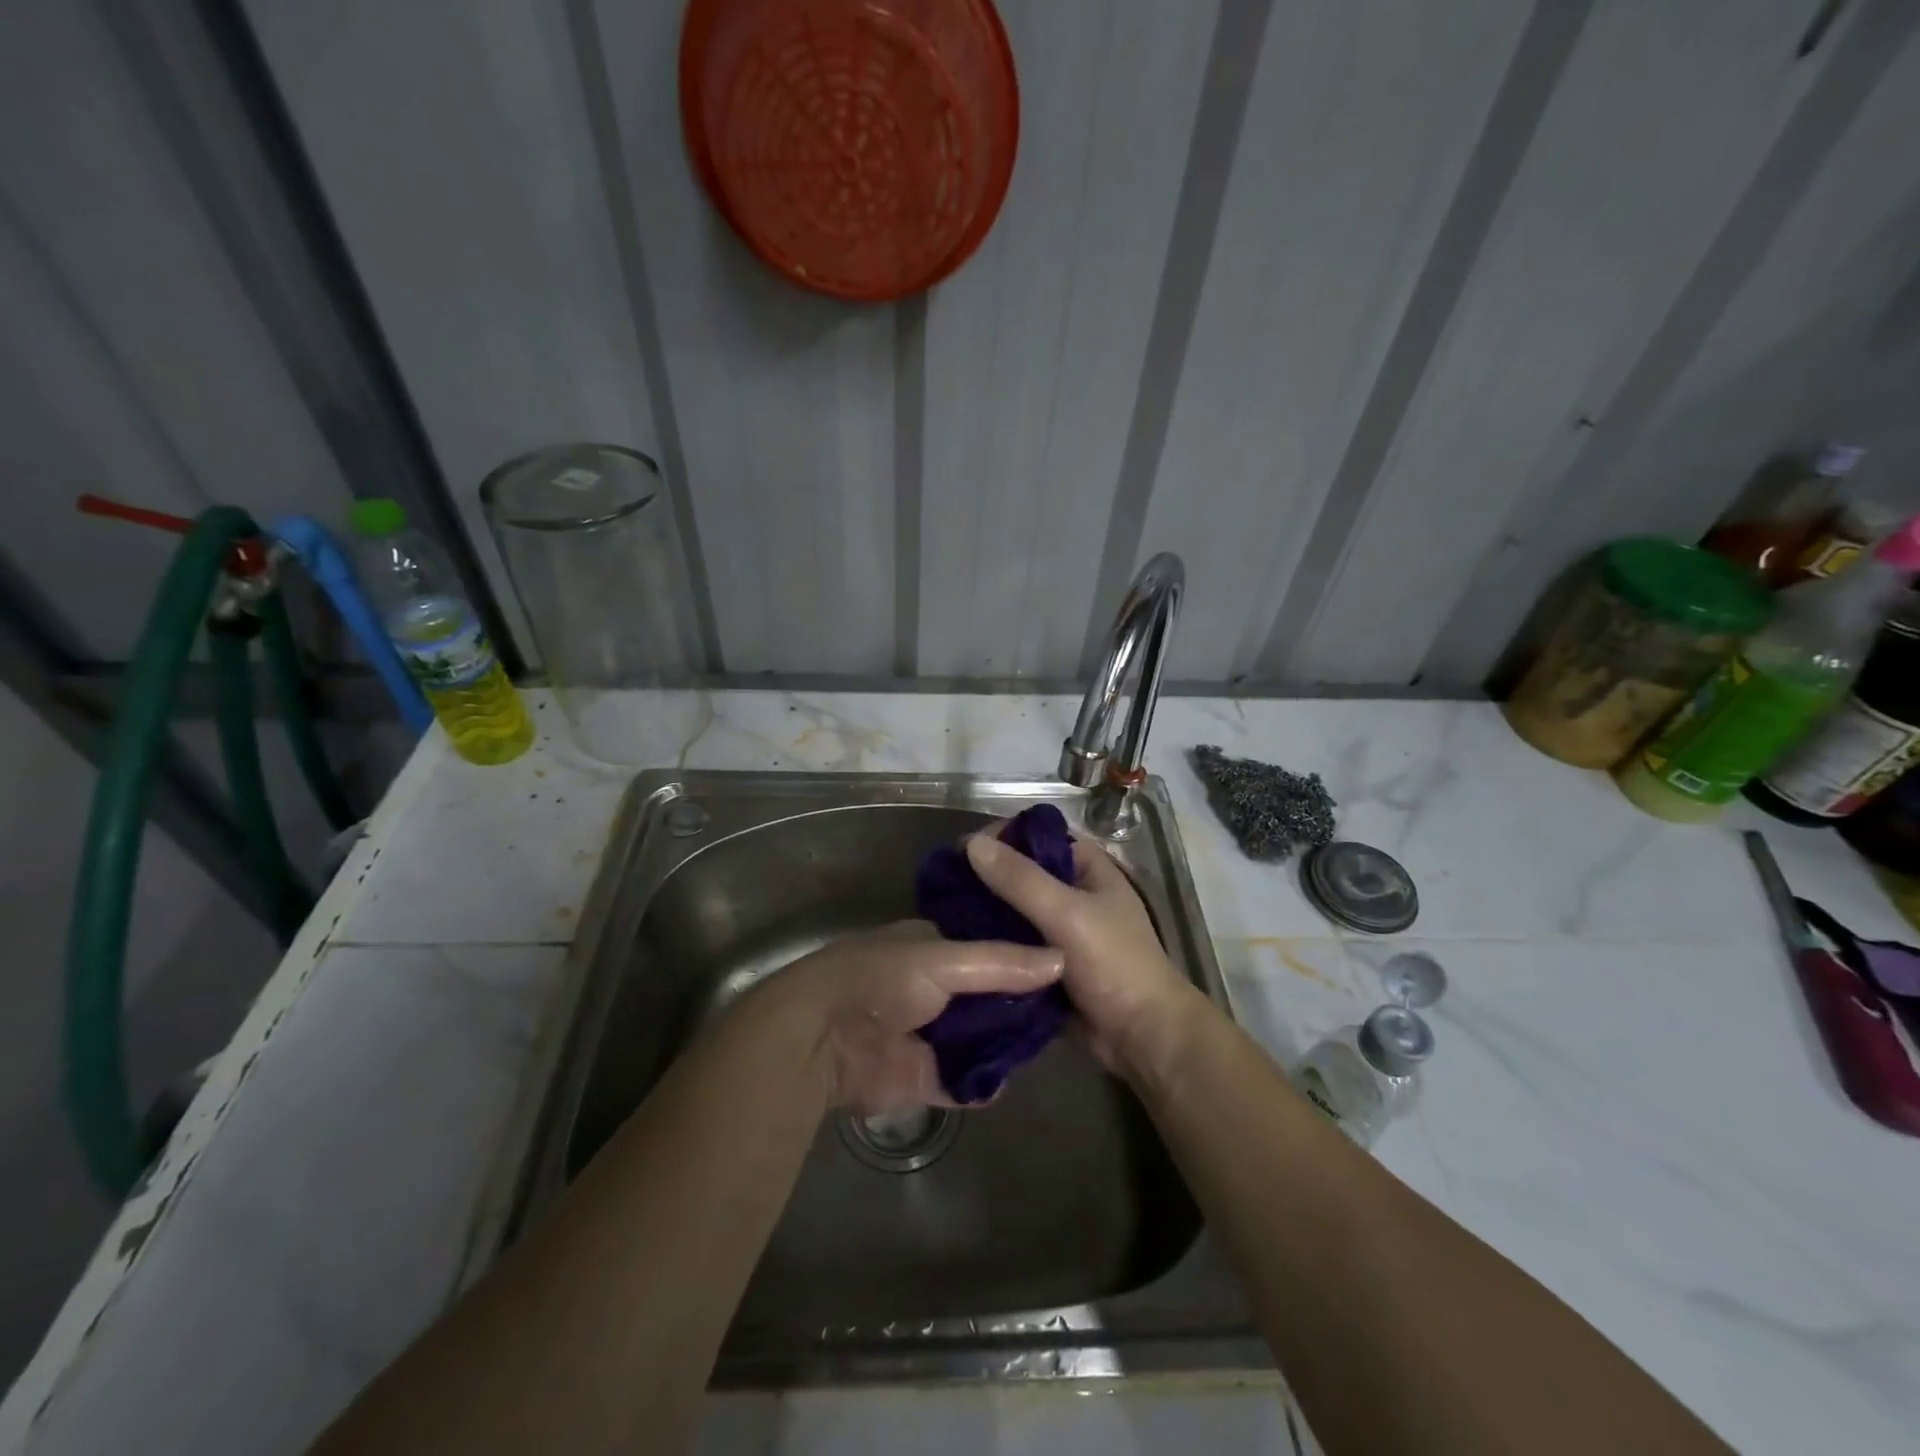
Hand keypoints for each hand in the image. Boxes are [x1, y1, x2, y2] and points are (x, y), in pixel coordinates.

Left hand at [761, 923, 1061, 1116]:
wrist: (822, 1039)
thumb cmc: (882, 979)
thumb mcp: (946, 960)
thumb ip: (1002, 963)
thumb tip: (1062, 959)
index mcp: (933, 948)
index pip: (988, 947)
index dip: (1022, 955)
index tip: (1067, 961)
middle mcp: (934, 988)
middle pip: (988, 997)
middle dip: (1020, 1005)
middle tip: (1069, 1011)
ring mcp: (929, 1035)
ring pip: (980, 1040)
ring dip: (1006, 1045)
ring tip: (1054, 1044)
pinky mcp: (923, 1077)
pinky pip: (964, 1082)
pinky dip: (984, 1083)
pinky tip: (1011, 1079)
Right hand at [964, 831, 1203, 1076]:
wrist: (1142, 1037)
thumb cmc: (1114, 964)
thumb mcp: (1067, 914)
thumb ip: (1021, 879)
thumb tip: (972, 843)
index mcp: (1086, 866)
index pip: (1035, 836)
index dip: (999, 838)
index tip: (960, 852)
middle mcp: (1072, 890)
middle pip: (1020, 872)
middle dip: (984, 877)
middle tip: (943, 887)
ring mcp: (1059, 928)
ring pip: (1012, 909)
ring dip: (984, 911)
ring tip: (941, 914)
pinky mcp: (1046, 961)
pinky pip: (1012, 941)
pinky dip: (991, 941)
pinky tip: (959, 943)